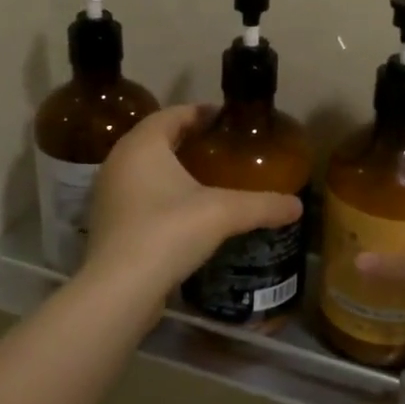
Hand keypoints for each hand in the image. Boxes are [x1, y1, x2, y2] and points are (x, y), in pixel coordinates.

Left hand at [83, 105, 302, 299]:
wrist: (119, 290)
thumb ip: (262, 205)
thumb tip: (297, 205)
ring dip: (172, 167)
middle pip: (157, 138)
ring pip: (144, 168)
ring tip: (206, 178)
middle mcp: (119, 161)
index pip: (173, 113)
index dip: (201, 112)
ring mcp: (108, 193)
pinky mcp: (107, 222)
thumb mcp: (223, 213)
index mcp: (142, 144)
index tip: (227, 119)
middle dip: (188, 139)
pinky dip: (160, 193)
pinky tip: (184, 211)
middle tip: (221, 147)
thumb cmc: (168, 232)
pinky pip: (137, 194)